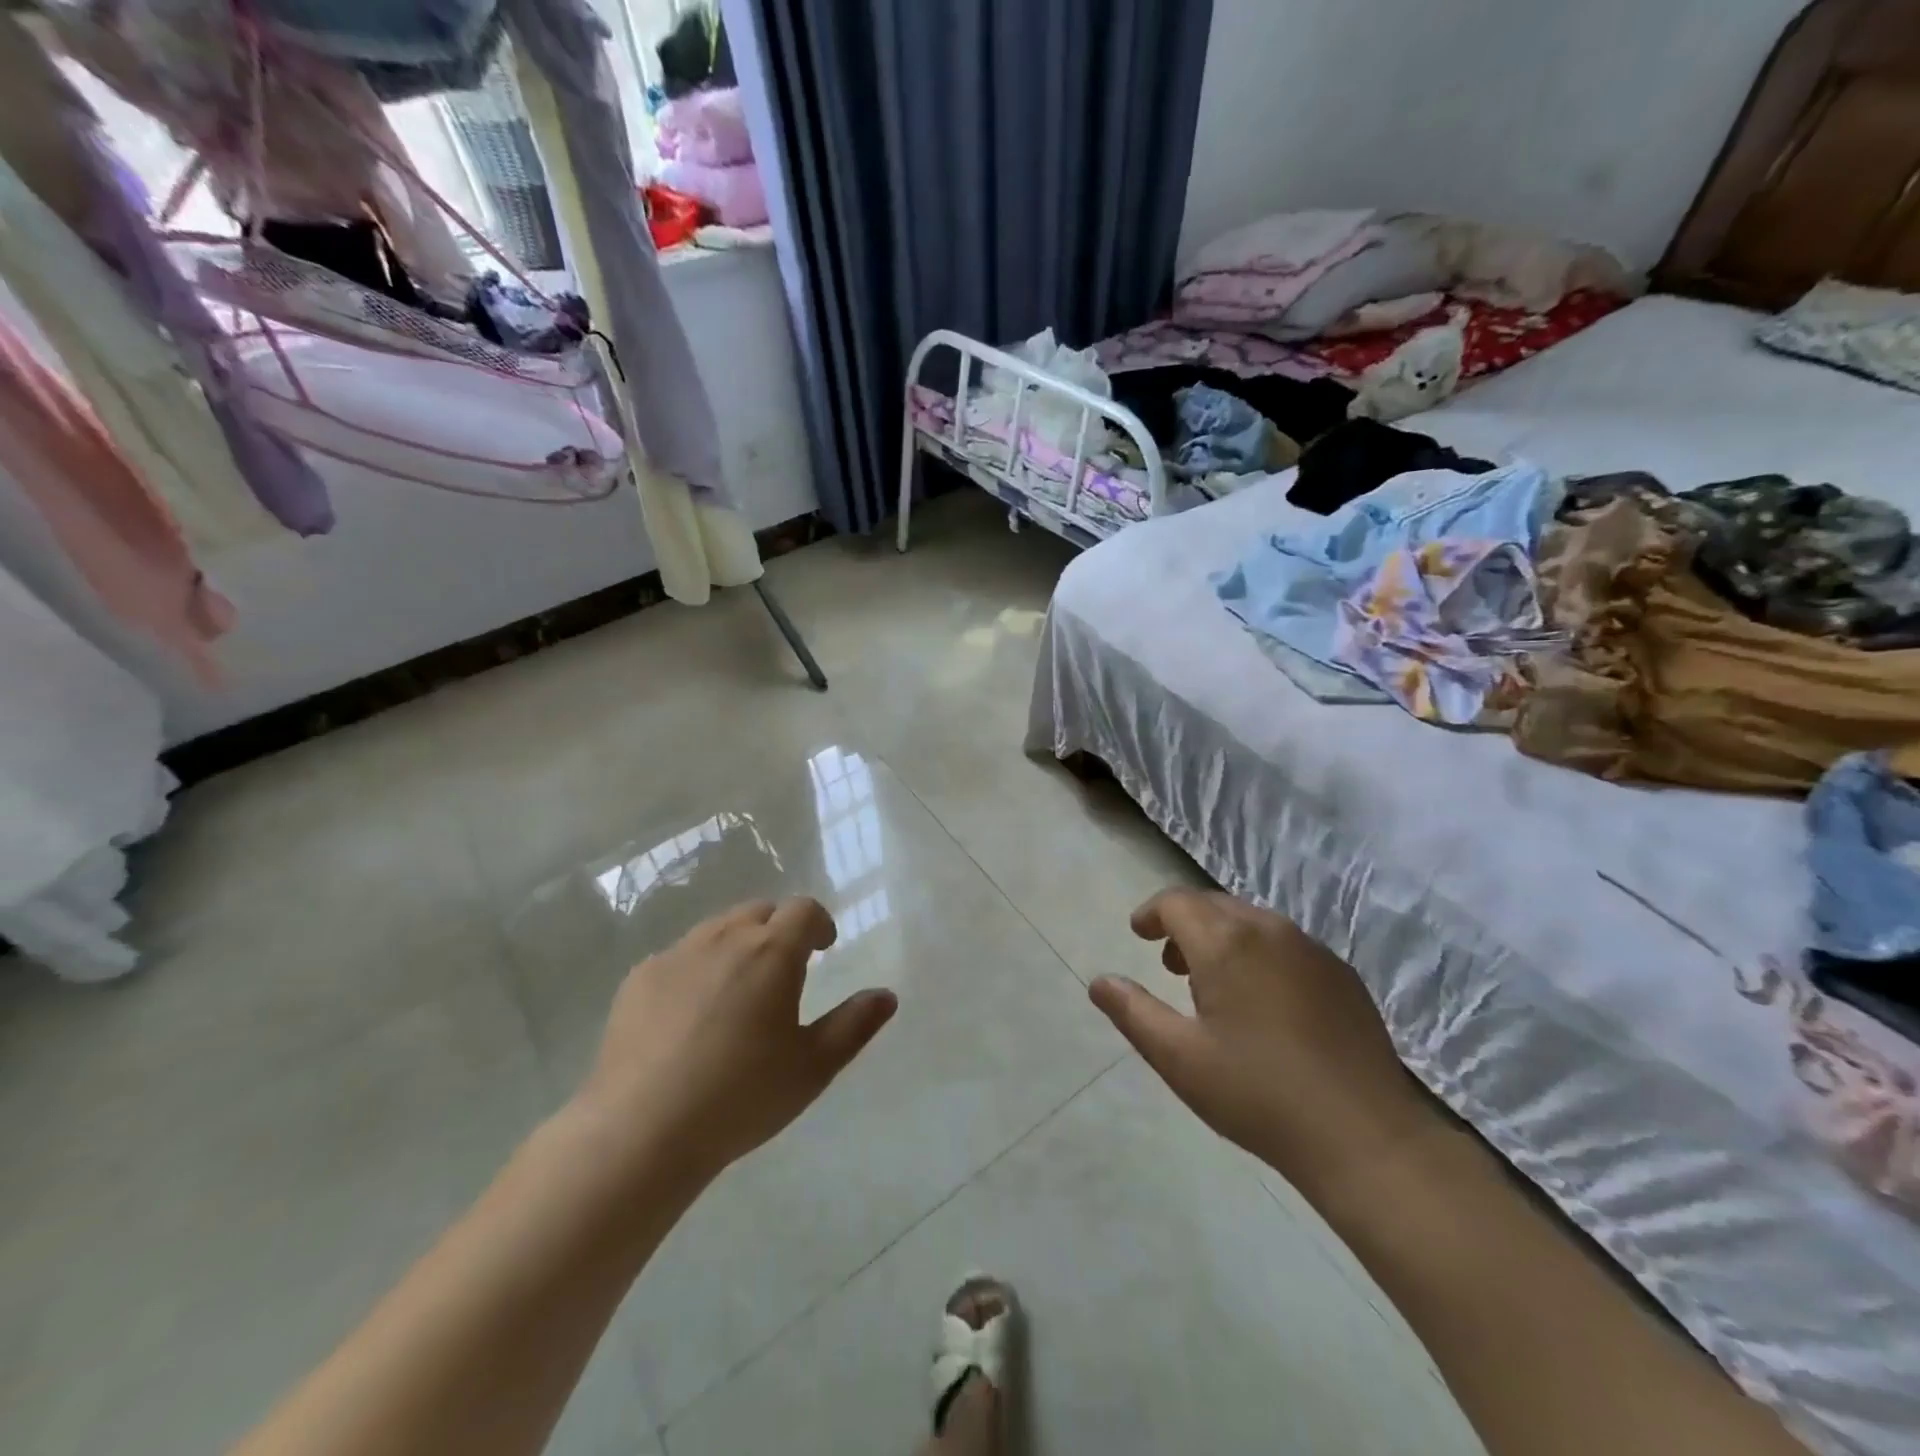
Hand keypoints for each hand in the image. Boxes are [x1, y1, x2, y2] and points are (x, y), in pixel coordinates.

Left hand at [576, 898, 897, 1187]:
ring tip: (739, 989)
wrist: (641, 1131)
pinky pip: (678, 956)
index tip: (824, 947)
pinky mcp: (638, 979)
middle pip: (759, 911)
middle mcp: (724, 939)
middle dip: (779, 929)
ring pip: (717, 929)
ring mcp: (676, 955)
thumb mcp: (813, 1067)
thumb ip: (854, 1024)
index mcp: (772, 952)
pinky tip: (690, 1014)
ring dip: (738, 943)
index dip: (819, 923)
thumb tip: (887, 995)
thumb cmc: (741, 1096)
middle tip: (785, 968)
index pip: (804, 910)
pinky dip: (696, 968)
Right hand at [1089, 889, 1433, 1188]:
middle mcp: (1270, 930)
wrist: (1365, 1137)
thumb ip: (1133, 1012)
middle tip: (1169, 964)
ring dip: (1222, 938)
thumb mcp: (1179, 1058)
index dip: (1151, 913)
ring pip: (1253, 922)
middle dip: (1185, 924)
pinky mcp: (1343, 975)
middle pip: (1215, 905)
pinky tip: (1264, 1003)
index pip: (1177, 902)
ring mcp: (1313, 950)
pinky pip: (1287, 945)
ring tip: (1213, 985)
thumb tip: (1100, 982)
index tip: (1138, 934)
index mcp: (1226, 942)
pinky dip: (1260, 954)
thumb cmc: (1258, 1094)